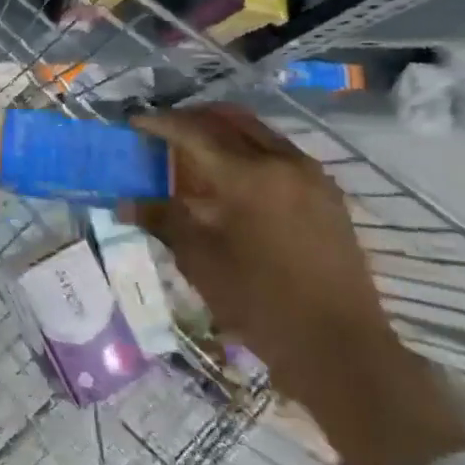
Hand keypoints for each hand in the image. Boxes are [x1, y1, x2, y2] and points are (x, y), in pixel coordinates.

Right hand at [127, 106, 464, 464]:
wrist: (340, 347)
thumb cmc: (260, 302)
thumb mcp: (200, 260)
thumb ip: (163, 220)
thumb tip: (124, 203)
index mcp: (246, 176)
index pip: (193, 132)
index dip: (159, 124)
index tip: (134, 123)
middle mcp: (282, 162)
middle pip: (229, 119)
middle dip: (192, 117)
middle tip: (163, 129)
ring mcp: (311, 176)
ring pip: (258, 132)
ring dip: (223, 130)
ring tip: (195, 148)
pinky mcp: (328, 195)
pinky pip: (280, 152)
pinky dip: (249, 149)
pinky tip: (233, 175)